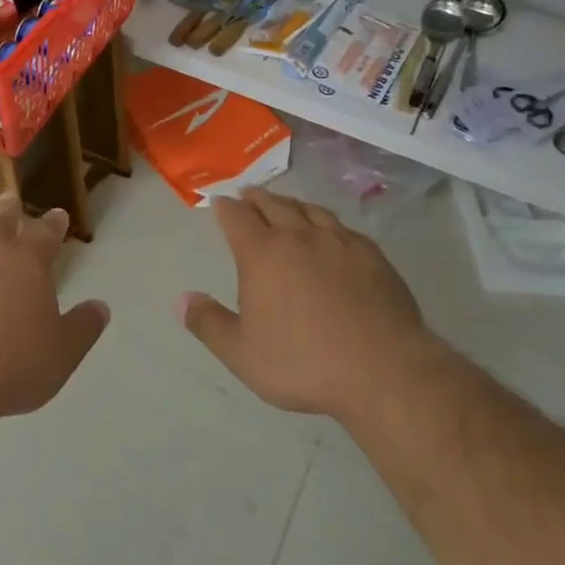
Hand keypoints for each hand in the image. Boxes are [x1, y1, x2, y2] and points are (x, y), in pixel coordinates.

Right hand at [180, 188, 434, 422]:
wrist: (383, 369)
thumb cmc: (304, 362)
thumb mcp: (243, 354)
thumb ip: (209, 324)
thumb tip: (181, 300)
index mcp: (262, 253)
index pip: (236, 217)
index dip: (225, 208)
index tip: (219, 203)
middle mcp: (298, 236)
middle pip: (273, 205)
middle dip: (256, 198)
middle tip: (248, 194)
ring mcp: (338, 242)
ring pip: (309, 210)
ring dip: (292, 203)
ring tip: (286, 204)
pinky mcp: (371, 255)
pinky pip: (343, 227)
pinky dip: (328, 222)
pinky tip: (332, 231)